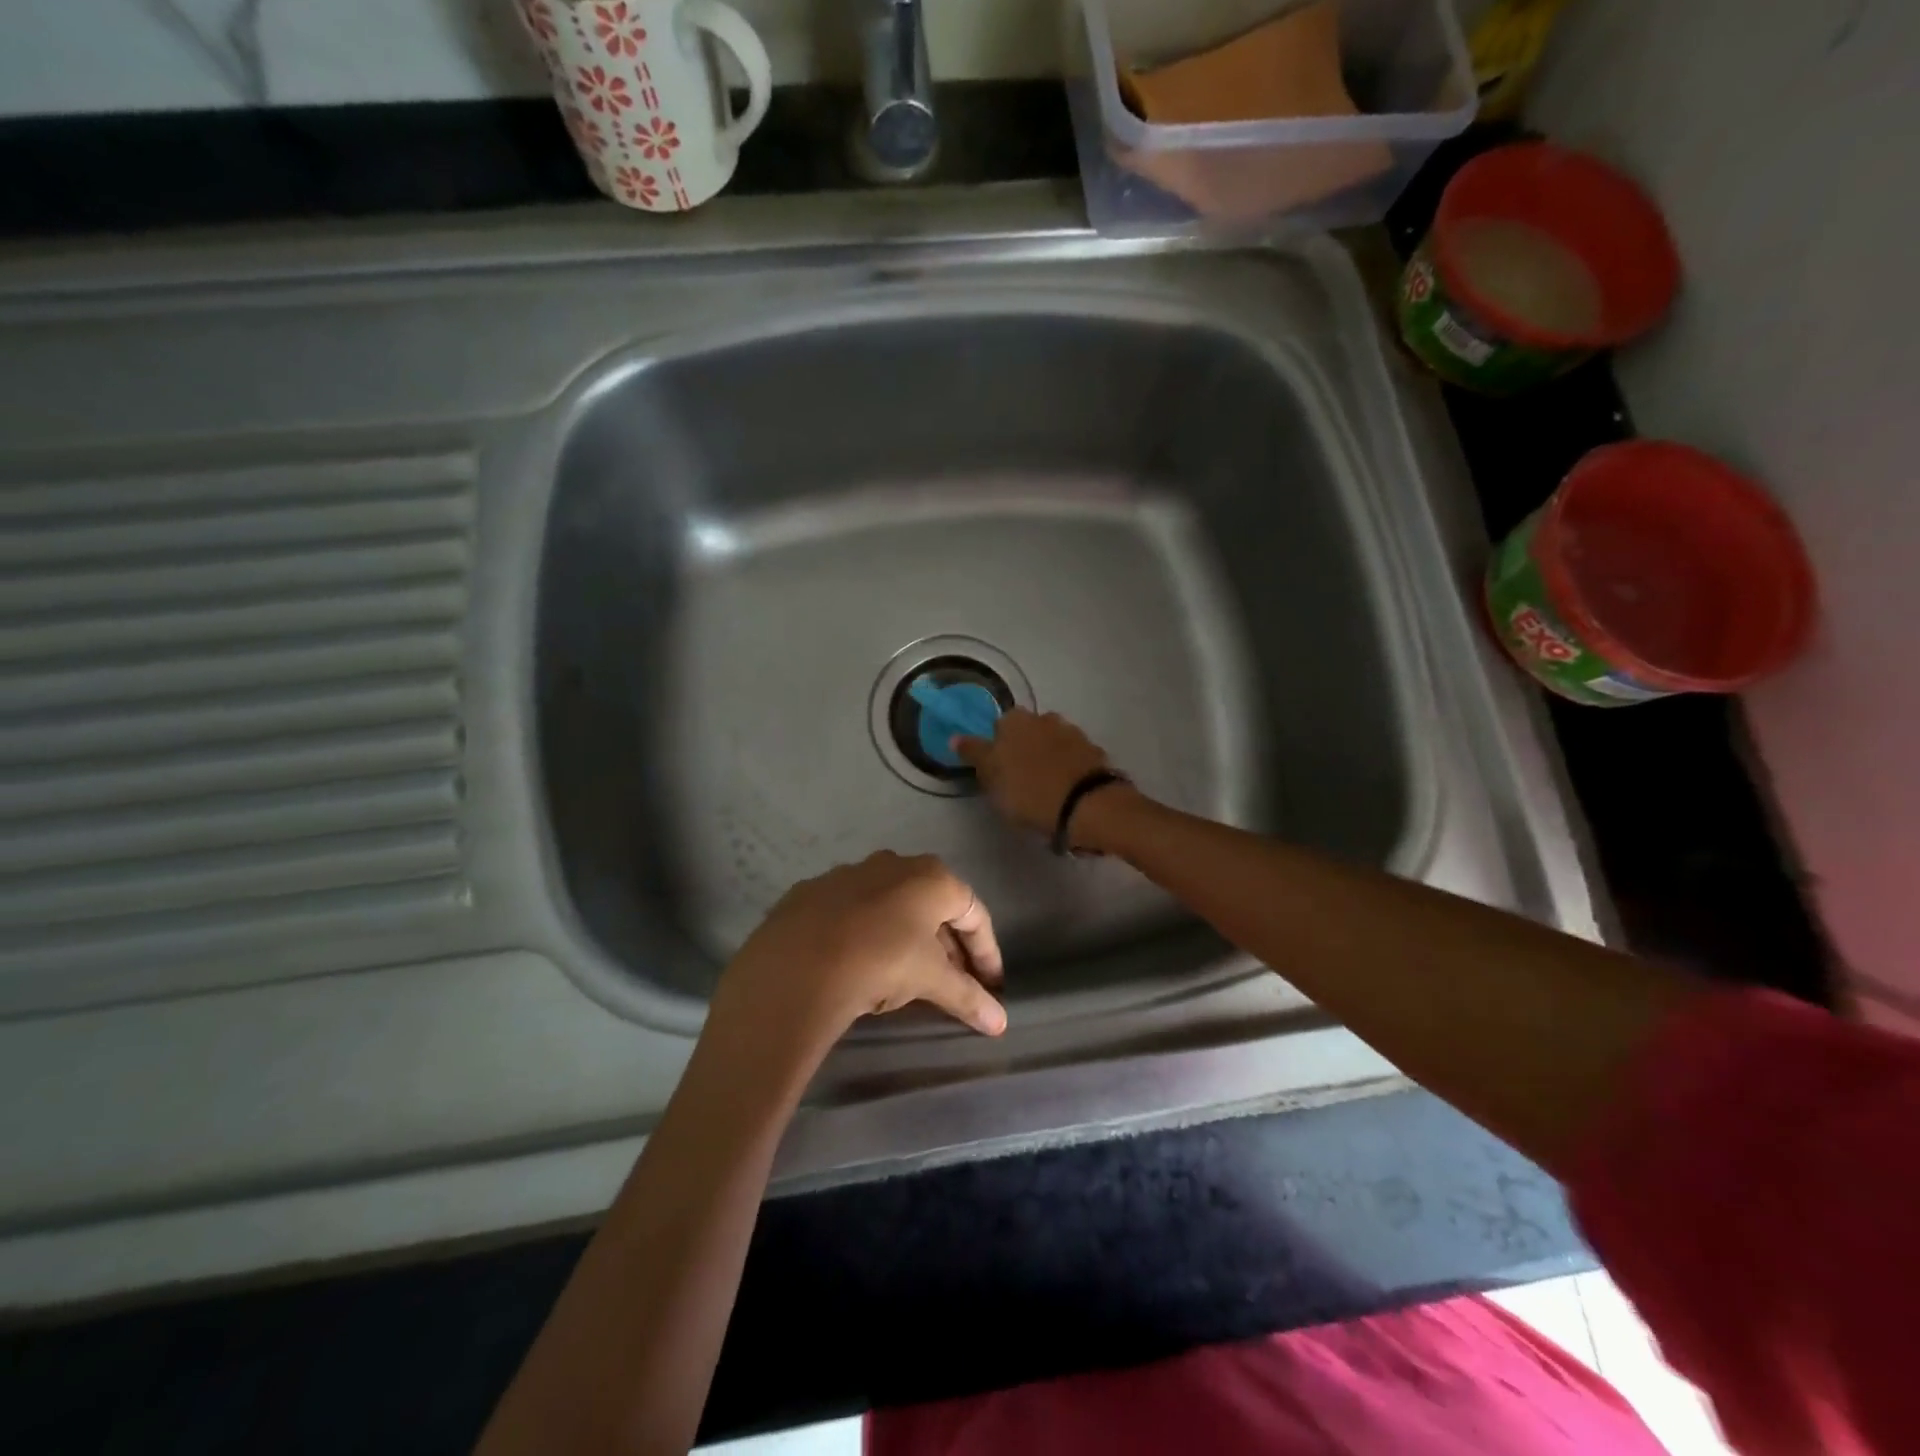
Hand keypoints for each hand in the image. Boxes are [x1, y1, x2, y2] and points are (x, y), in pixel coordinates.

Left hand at [709, 852, 1005, 1058]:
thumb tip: (1001, 1024)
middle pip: (934, 907)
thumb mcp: (930, 980)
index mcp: (932, 877)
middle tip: (954, 982)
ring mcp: (850, 873)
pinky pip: (852, 912)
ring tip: (908, 975)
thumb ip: (968, 996)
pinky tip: (859, 962)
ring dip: (907, 937)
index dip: (987, 951)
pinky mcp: (813, 891)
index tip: (992, 984)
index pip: (974, 914)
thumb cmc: (882, 961)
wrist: (797, 964)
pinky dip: (865, 933)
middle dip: (948, 946)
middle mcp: (894, 864)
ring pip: (892, 906)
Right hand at [954, 709, 1112, 835]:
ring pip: (1051, 741)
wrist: (1086, 805)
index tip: (997, 771)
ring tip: (1046, 785)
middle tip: (1021, 778)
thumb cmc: (1028, 792)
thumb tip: (955, 737)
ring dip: (1047, 756)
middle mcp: (1044, 718)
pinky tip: (1066, 787)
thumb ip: (974, 754)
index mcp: (1014, 721)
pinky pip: (1073, 756)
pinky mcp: (1094, 751)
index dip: (996, 748)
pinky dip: (1068, 767)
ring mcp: (1072, 733)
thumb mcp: (991, 778)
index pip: (997, 727)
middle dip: (1023, 748)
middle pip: (1027, 731)